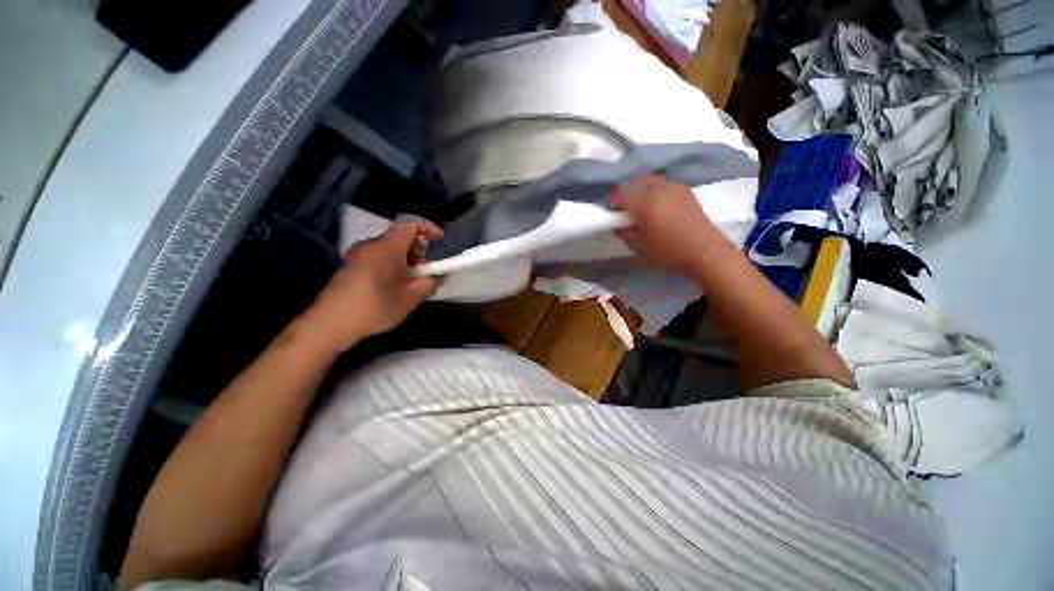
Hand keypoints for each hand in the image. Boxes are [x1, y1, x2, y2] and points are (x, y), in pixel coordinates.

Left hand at [301, 220, 443, 351]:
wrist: (330, 323)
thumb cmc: (375, 307)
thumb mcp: (411, 298)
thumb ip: (429, 284)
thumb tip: (437, 277)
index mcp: (387, 247)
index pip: (410, 225)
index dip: (428, 229)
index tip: (441, 240)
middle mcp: (371, 245)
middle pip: (400, 237)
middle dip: (418, 249)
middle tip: (426, 269)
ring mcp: (358, 256)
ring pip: (389, 249)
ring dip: (406, 259)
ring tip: (412, 281)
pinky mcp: (350, 267)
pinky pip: (378, 258)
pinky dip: (392, 265)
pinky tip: (394, 286)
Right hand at [611, 175, 726, 272]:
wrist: (704, 251)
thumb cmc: (668, 252)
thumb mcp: (638, 247)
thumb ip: (622, 232)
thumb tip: (616, 223)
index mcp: (644, 204)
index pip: (619, 194)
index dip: (614, 205)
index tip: (615, 217)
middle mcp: (658, 189)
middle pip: (633, 182)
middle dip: (626, 195)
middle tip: (628, 212)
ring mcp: (673, 186)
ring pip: (648, 180)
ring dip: (640, 191)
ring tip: (644, 208)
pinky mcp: (684, 189)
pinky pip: (662, 183)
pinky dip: (654, 190)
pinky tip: (659, 206)